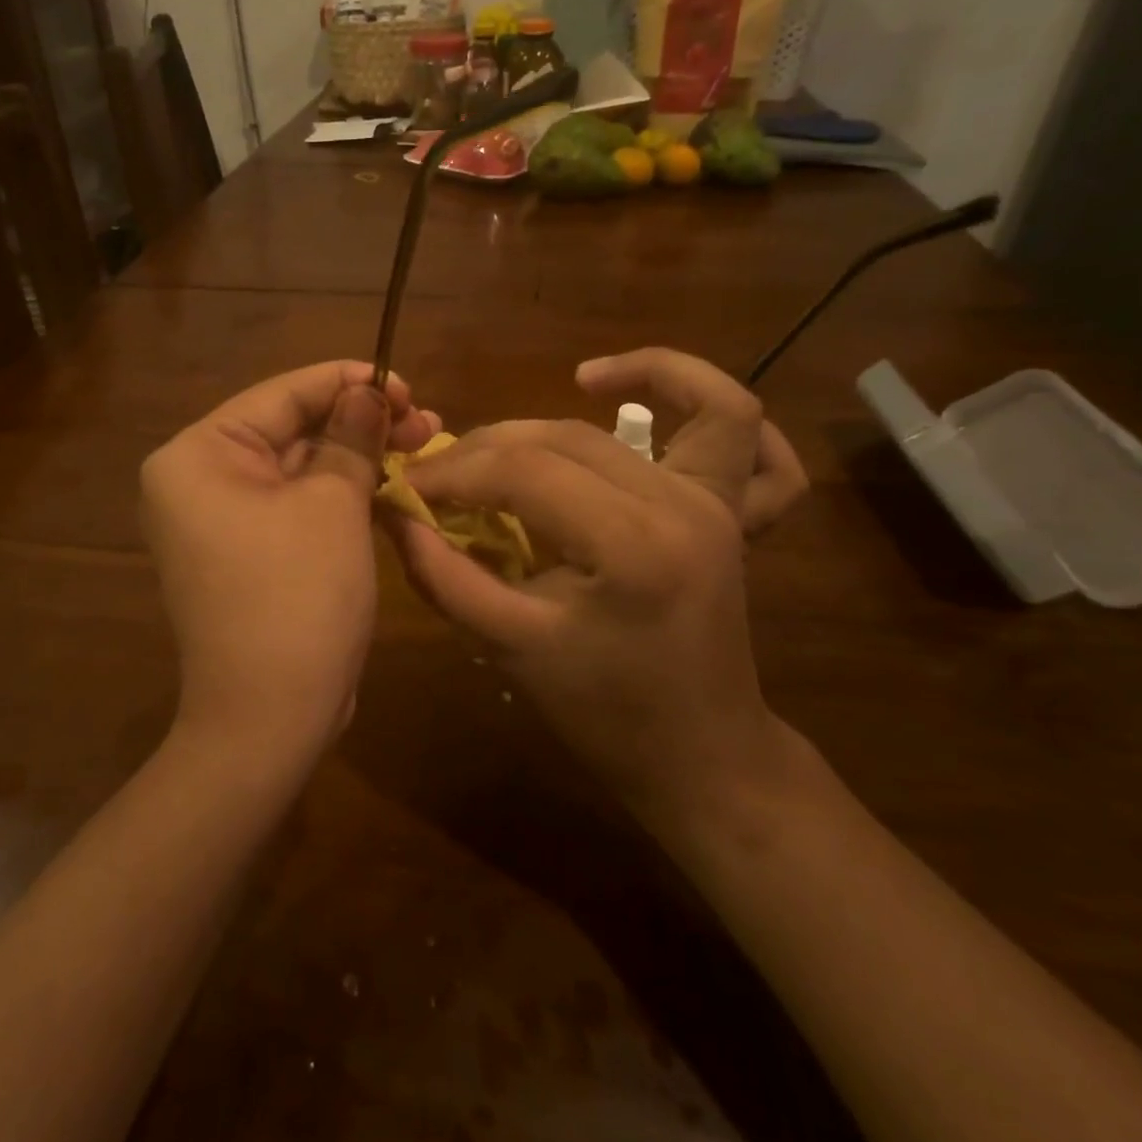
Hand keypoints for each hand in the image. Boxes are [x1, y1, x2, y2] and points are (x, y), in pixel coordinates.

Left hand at [141, 361, 438, 765]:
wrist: (269, 719)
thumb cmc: (297, 596)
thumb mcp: (334, 504)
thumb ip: (352, 437)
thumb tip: (370, 393)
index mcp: (199, 455)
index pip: (282, 395)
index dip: (348, 382)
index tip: (405, 383)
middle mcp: (199, 481)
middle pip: (292, 430)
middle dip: (361, 423)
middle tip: (427, 419)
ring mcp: (223, 521)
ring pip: (302, 470)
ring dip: (360, 458)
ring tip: (424, 443)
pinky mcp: (251, 553)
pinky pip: (299, 507)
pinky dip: (343, 495)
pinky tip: (394, 484)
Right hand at [386, 351, 806, 822]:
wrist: (702, 756)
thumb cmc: (604, 715)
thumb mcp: (510, 649)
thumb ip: (444, 575)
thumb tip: (395, 514)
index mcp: (632, 547)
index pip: (522, 473)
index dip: (453, 472)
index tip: (406, 486)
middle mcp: (684, 506)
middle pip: (570, 437)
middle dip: (491, 446)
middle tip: (444, 473)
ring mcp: (721, 503)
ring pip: (672, 409)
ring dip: (618, 386)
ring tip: (571, 385)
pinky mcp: (732, 510)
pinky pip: (746, 432)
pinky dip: (705, 398)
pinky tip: (650, 399)